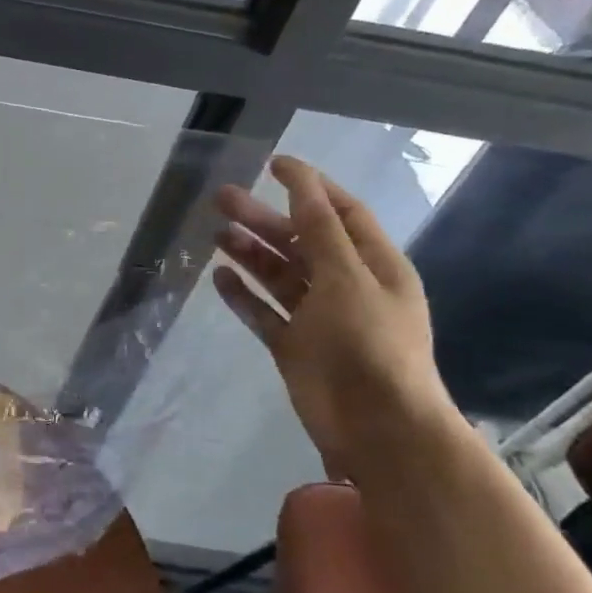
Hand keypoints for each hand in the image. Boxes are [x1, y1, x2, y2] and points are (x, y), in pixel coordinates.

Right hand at [213, 156, 459, 481]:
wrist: (376, 427)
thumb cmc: (368, 344)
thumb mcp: (347, 277)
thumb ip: (319, 229)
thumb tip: (300, 180)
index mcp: (374, 265)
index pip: (340, 213)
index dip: (309, 187)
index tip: (272, 165)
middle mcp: (347, 286)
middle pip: (301, 241)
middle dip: (264, 218)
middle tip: (222, 198)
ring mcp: (319, 318)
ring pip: (279, 275)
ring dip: (250, 252)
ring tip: (215, 232)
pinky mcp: (294, 346)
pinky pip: (264, 312)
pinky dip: (243, 295)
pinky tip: (219, 277)